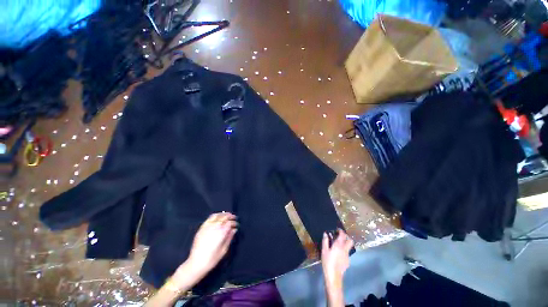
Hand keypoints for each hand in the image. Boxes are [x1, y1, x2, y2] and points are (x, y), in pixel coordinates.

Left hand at [173, 212, 237, 284]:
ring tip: (227, 215)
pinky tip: (218, 216)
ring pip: (217, 216)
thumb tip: (234, 230)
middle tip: (234, 218)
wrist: (196, 264)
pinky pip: (209, 218)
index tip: (237, 225)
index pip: (230, 223)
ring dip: (224, 214)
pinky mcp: (202, 228)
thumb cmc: (212, 259)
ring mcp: (207, 227)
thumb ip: (229, 238)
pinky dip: (215, 215)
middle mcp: (215, 227)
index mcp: (221, 233)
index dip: (234, 223)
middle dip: (230, 216)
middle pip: (224, 217)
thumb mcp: (224, 250)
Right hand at [321, 229, 353, 288]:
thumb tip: (326, 234)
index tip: (337, 230)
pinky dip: (344, 251)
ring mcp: (347, 256)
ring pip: (349, 247)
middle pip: (350, 240)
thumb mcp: (324, 250)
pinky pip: (347, 253)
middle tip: (340, 237)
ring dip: (345, 244)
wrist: (334, 276)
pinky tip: (338, 254)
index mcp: (339, 245)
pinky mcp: (348, 261)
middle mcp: (345, 249)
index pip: (343, 235)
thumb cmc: (328, 261)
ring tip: (337, 245)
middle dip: (346, 237)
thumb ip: (325, 241)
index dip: (340, 231)